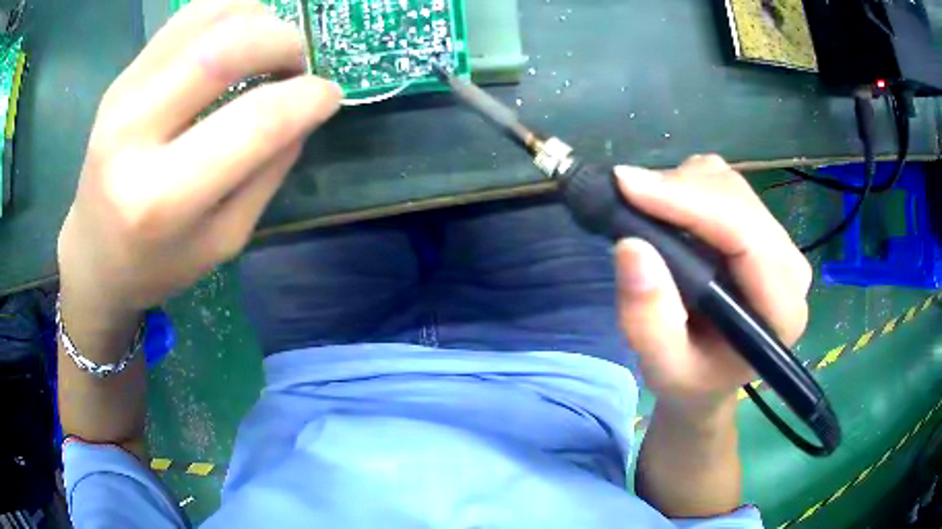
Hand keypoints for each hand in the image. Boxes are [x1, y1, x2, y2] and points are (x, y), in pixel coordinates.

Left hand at [57, 0, 340, 317]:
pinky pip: (185, 18)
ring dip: (258, 19)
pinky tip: (234, 39)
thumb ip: (267, 173)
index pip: (255, 122)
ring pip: (208, 15)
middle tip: (296, 64)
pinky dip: (227, 13)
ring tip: (265, 48)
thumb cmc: (157, 265)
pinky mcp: (121, 77)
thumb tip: (304, 109)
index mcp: (163, 197)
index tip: (329, 95)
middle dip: (285, 42)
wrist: (93, 256)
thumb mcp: (224, 241)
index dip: (308, 98)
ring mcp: (122, 95)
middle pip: (227, 47)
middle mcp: (134, 134)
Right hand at [613, 155, 811, 415]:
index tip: (628, 186)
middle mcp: (790, 266)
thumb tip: (631, 246)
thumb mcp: (664, 368)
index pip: (745, 236)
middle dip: (678, 189)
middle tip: (623, 195)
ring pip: (727, 182)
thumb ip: (649, 319)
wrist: (710, 377)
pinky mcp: (759, 226)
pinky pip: (722, 184)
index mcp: (782, 310)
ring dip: (679, 185)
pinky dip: (685, 186)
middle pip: (736, 198)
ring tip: (643, 210)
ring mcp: (777, 241)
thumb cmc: (691, 380)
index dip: (690, 203)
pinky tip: (666, 210)